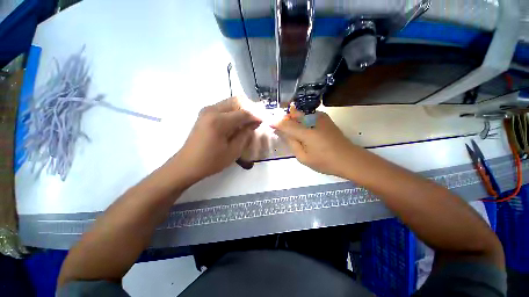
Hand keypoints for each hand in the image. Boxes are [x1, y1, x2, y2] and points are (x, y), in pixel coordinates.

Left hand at [175, 97, 260, 181]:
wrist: (187, 164)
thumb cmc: (211, 161)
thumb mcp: (233, 151)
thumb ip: (245, 134)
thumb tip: (254, 123)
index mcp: (219, 121)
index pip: (243, 113)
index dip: (256, 116)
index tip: (265, 120)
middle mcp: (212, 110)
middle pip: (237, 101)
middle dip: (250, 108)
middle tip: (258, 119)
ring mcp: (207, 110)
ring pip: (230, 102)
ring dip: (242, 109)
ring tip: (250, 121)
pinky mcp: (205, 114)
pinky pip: (224, 107)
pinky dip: (234, 112)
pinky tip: (238, 122)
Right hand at [273, 107, 355, 177]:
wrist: (349, 159)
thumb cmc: (325, 161)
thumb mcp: (303, 157)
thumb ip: (291, 142)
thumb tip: (283, 132)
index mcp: (306, 132)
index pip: (286, 123)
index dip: (276, 122)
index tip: (268, 121)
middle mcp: (312, 119)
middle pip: (293, 114)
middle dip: (285, 118)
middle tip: (280, 125)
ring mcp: (320, 117)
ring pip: (301, 113)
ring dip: (293, 119)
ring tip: (291, 128)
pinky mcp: (325, 118)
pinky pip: (308, 116)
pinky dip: (301, 120)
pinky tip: (303, 128)